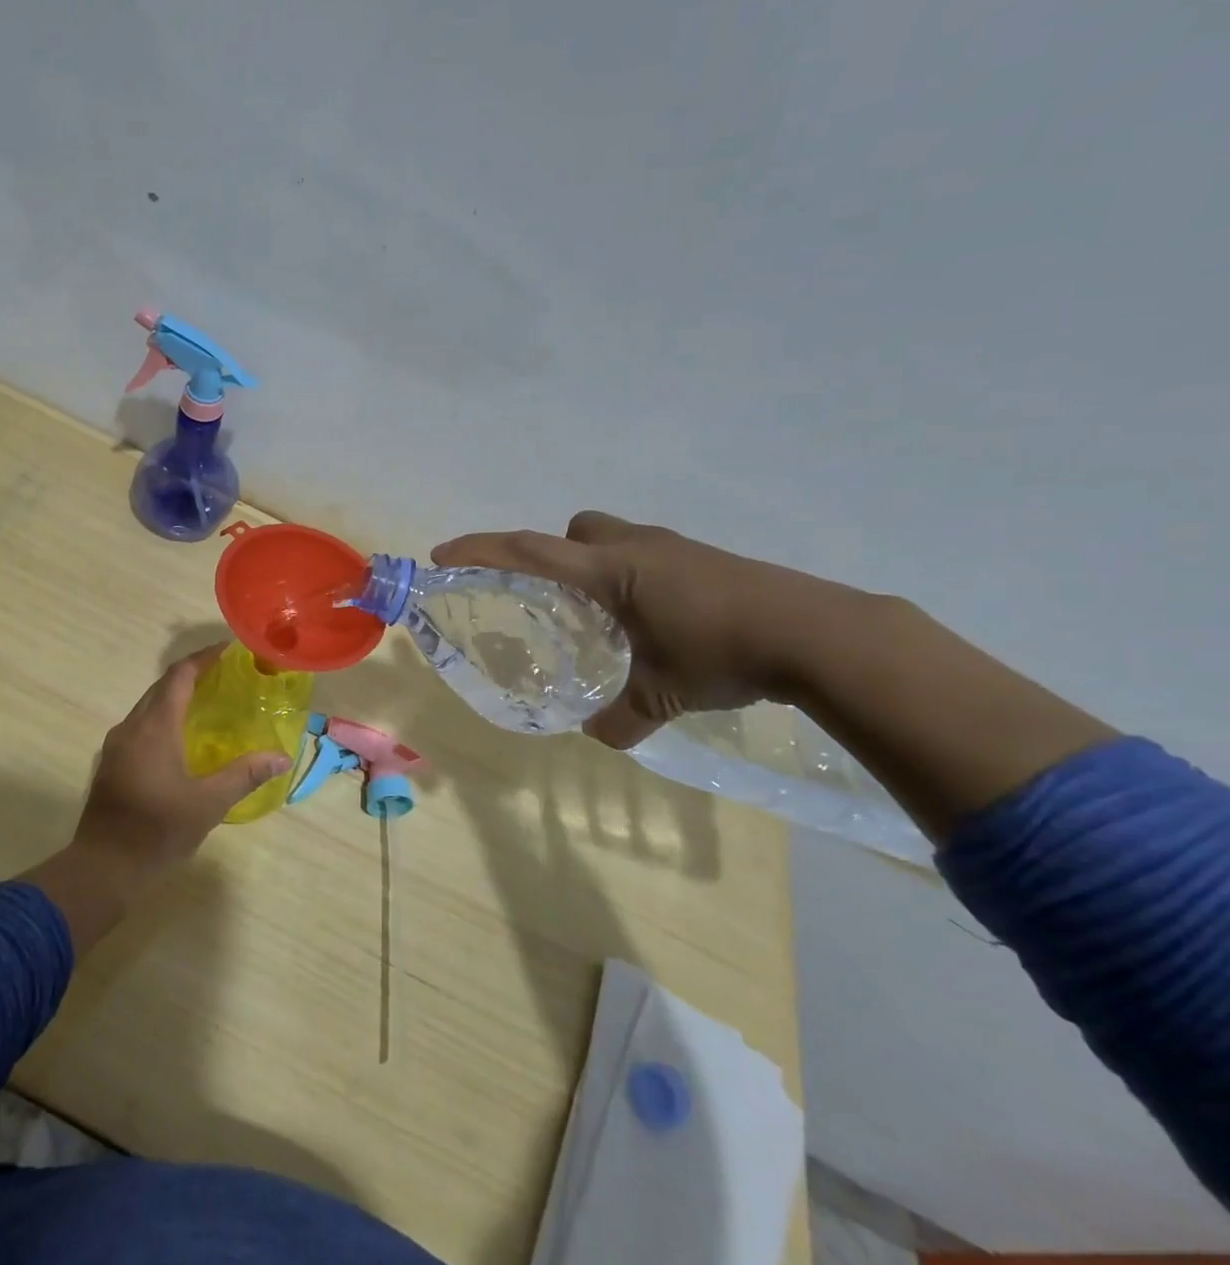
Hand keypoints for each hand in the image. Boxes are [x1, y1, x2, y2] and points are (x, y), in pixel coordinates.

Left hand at [72, 646, 290, 893]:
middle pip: (162, 686)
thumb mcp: (208, 804)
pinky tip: (182, 738)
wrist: (102, 868)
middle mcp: (132, 726)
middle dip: (193, 674)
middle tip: (226, 676)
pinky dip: (163, 718)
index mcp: (155, 727)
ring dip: (176, 697)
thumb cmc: (157, 831)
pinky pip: (141, 725)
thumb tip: (282, 757)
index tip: (230, 650)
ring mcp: (117, 745)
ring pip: (149, 706)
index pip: (180, 675)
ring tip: (209, 702)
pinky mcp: (112, 763)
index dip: (204, 658)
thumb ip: (245, 775)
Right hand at [431, 512, 861, 749]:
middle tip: (551, 598)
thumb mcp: (664, 693)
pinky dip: (632, 576)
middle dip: (549, 554)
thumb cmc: (724, 652)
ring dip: (594, 564)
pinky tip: (655, 619)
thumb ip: (622, 717)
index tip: (443, 555)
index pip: (530, 550)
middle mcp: (636, 546)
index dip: (481, 549)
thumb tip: (598, 735)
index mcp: (611, 570)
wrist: (820, 633)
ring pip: (612, 537)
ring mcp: (674, 547)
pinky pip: (645, 553)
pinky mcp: (704, 557)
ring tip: (604, 615)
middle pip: (572, 530)